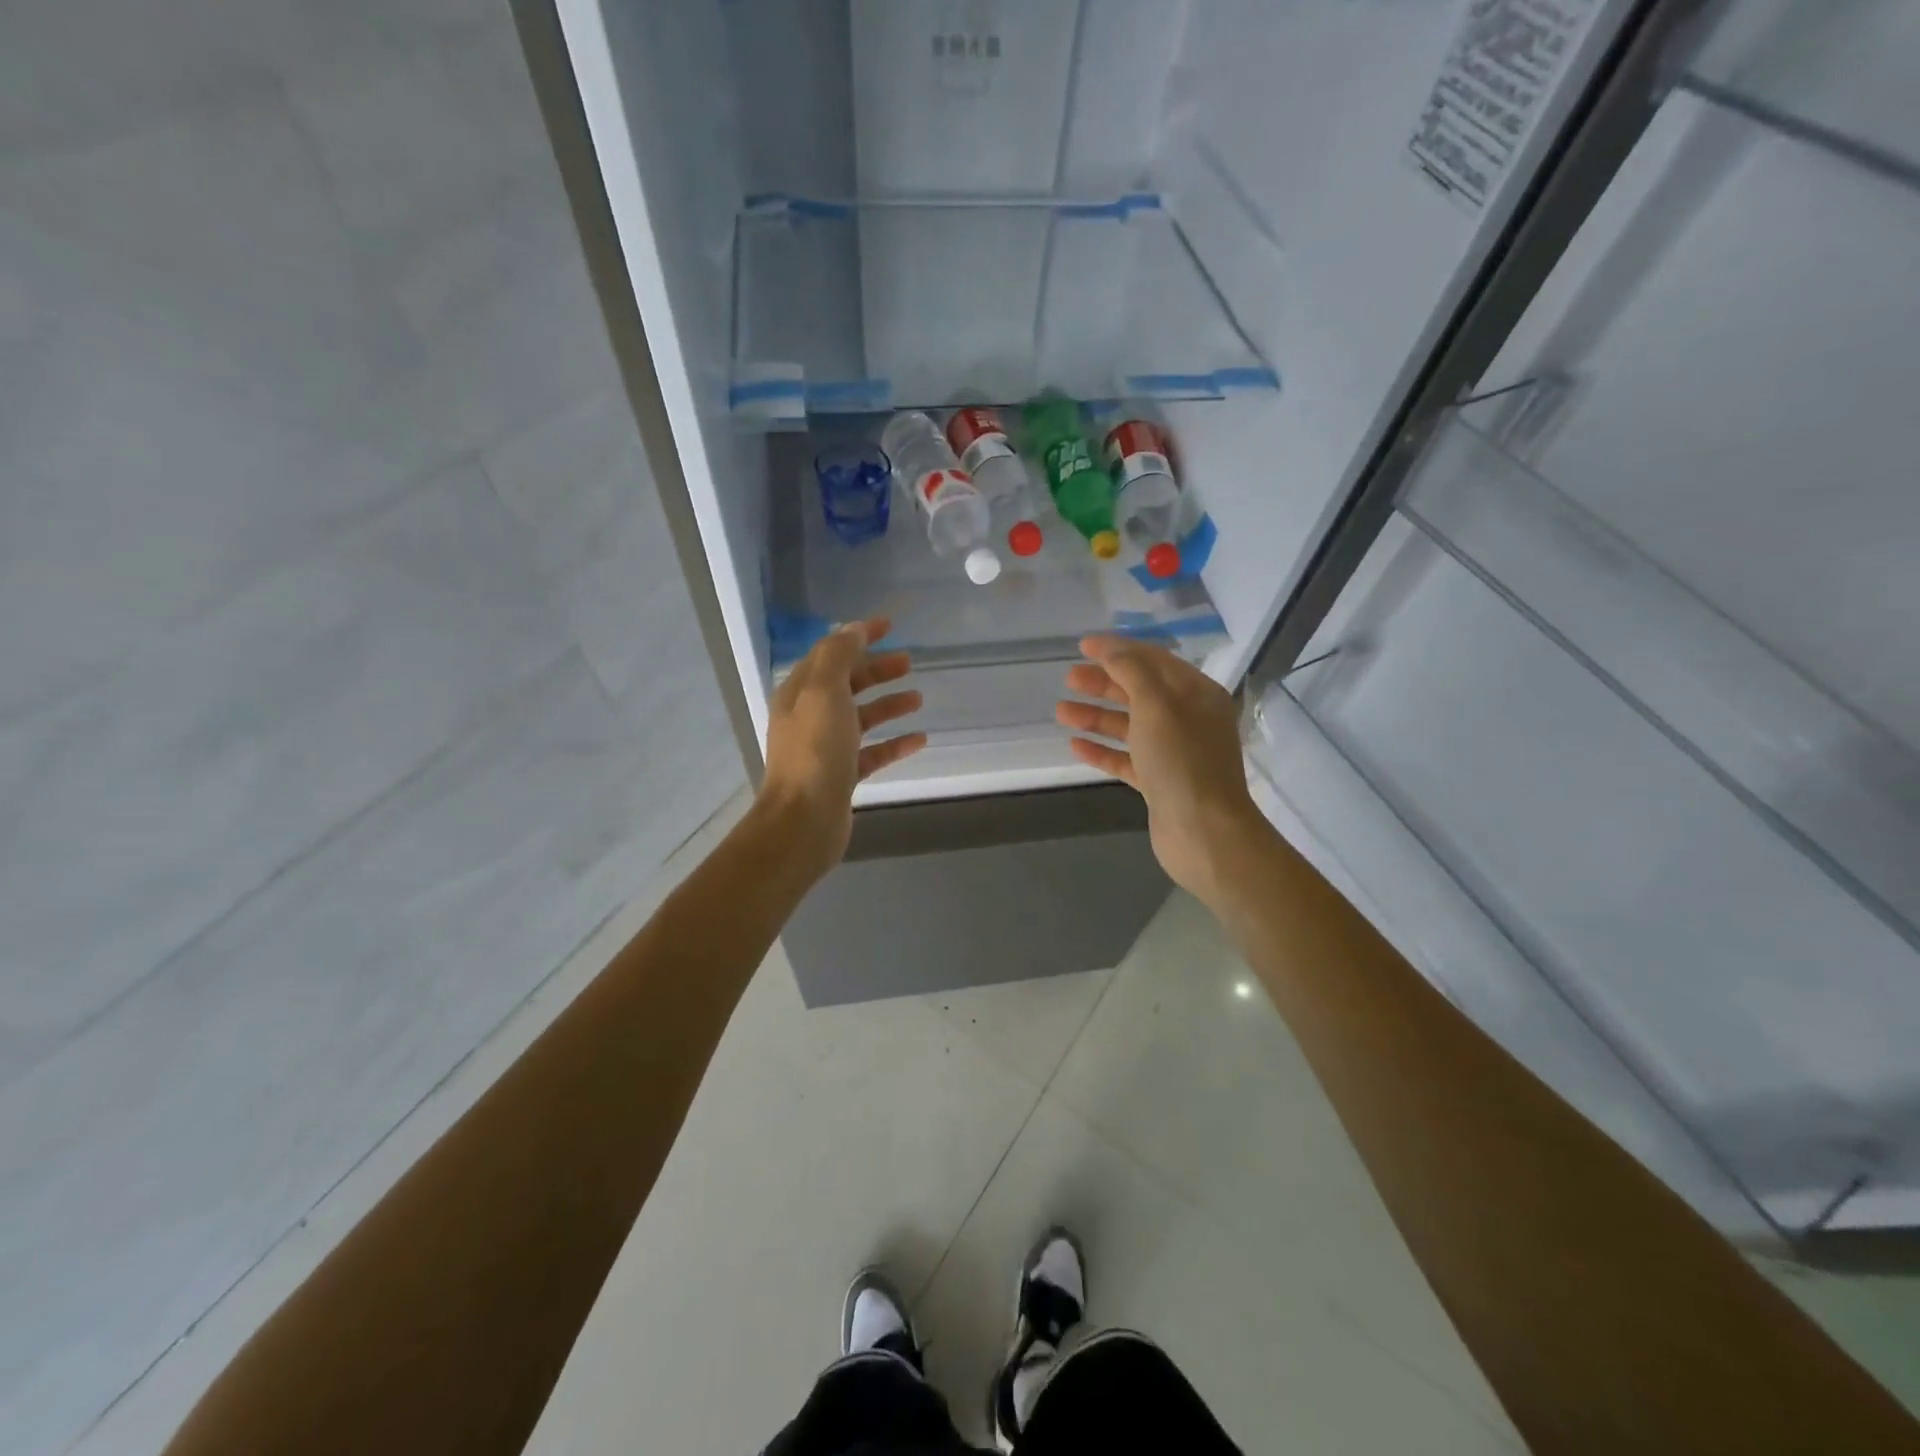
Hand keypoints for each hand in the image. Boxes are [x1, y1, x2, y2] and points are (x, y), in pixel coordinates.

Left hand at [759, 618, 926, 875]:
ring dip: (888, 705)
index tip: (890, 625)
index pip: (831, 653)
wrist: (803, 820)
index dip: (858, 636)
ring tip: (918, 698)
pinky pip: (872, 752)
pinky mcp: (842, 776)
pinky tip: (920, 740)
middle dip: (876, 670)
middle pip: (847, 684)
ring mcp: (825, 748)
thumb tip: (853, 629)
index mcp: (800, 692)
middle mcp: (809, 716)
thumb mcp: (824, 692)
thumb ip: (839, 656)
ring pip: (861, 717)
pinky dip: (894, 743)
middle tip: (909, 663)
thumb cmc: (815, 751)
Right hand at [1056, 636, 1264, 905]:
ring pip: (1130, 726)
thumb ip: (1132, 671)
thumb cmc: (1182, 761)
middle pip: (1140, 692)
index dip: (1118, 650)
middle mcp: (1189, 719)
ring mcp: (1175, 753)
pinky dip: (1103, 750)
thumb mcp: (1157, 704)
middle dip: (1104, 683)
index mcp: (1197, 694)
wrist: (1203, 832)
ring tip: (1061, 712)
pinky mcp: (1160, 783)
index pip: (1154, 660)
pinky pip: (1127, 759)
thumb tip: (1110, 649)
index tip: (1082, 646)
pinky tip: (1076, 746)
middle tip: (1069, 678)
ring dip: (1096, 716)